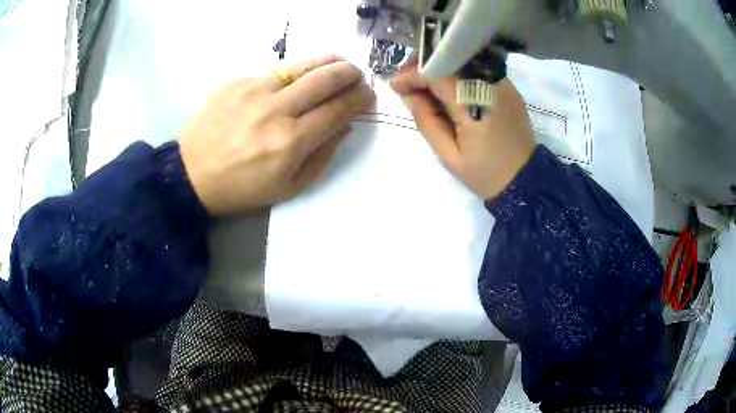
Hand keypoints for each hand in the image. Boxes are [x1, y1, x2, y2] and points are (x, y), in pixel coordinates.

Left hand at [180, 55, 374, 215]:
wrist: (193, 175)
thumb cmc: (242, 188)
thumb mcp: (289, 187)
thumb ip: (322, 155)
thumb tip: (344, 124)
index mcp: (290, 142)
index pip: (338, 109)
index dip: (359, 98)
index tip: (368, 95)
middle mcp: (275, 110)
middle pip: (325, 78)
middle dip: (349, 73)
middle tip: (357, 74)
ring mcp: (253, 90)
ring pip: (301, 65)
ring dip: (327, 61)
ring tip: (337, 63)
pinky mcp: (236, 82)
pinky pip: (274, 70)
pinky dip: (294, 71)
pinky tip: (296, 77)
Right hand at [390, 61, 535, 199]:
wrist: (526, 180)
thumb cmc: (486, 173)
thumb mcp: (449, 156)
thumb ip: (427, 122)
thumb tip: (409, 95)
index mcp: (475, 104)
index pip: (437, 74)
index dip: (412, 75)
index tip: (395, 86)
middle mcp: (491, 85)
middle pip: (450, 59)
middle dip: (423, 67)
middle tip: (407, 83)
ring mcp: (503, 83)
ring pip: (463, 61)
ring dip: (439, 68)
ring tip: (423, 86)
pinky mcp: (508, 87)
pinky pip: (477, 70)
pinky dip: (457, 74)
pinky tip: (447, 89)